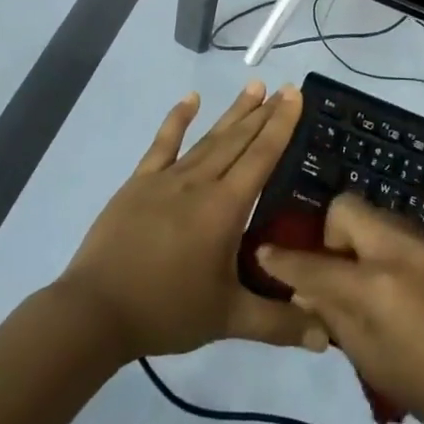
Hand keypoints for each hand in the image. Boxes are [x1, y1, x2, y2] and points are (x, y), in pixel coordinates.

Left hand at [58, 84, 327, 361]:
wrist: (95, 312)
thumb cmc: (166, 311)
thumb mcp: (228, 319)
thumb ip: (278, 323)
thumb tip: (327, 337)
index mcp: (225, 208)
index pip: (261, 156)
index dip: (280, 125)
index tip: (294, 94)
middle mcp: (200, 182)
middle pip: (238, 140)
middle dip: (264, 113)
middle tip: (284, 88)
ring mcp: (167, 178)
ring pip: (208, 138)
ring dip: (233, 112)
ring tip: (253, 87)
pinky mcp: (139, 182)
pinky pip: (163, 143)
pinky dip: (177, 119)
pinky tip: (190, 98)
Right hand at [254, 194, 423, 423]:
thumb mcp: (378, 365)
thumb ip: (337, 319)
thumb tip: (309, 290)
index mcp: (377, 286)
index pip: (314, 264)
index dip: (284, 261)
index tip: (265, 252)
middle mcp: (401, 249)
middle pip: (349, 207)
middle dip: (333, 233)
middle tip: (342, 273)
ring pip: (382, 219)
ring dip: (367, 242)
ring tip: (380, 288)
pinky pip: (412, 236)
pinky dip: (399, 254)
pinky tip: (418, 294)